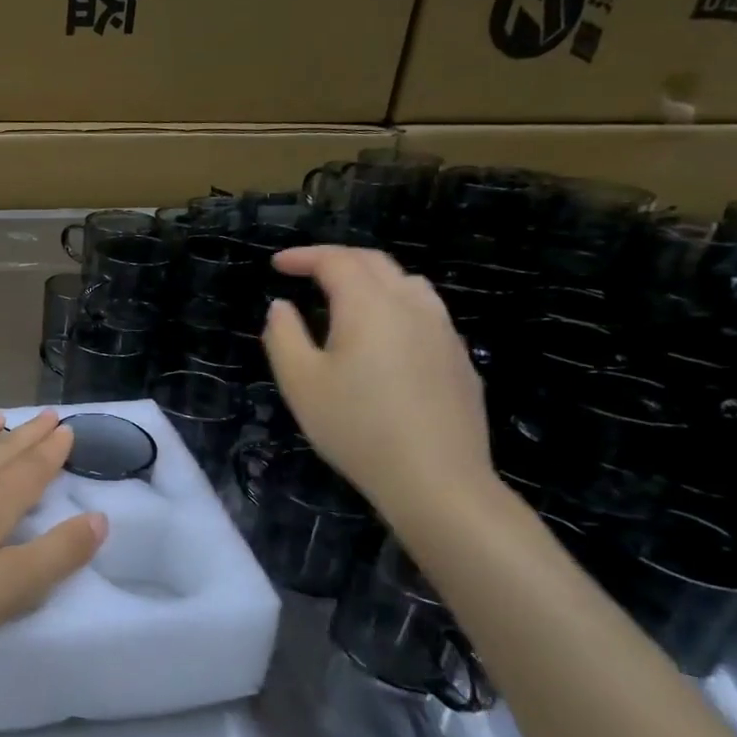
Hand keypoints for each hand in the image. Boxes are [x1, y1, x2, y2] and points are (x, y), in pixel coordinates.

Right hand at [263, 246, 496, 516]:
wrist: (436, 479)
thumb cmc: (356, 426)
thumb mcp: (300, 382)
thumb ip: (283, 335)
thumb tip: (282, 307)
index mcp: (369, 305)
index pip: (336, 261)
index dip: (303, 257)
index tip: (277, 265)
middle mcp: (412, 306)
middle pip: (376, 263)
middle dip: (337, 259)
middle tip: (306, 271)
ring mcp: (443, 332)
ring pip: (408, 284)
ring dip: (371, 278)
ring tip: (346, 297)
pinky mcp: (459, 360)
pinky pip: (425, 314)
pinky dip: (395, 306)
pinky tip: (384, 338)